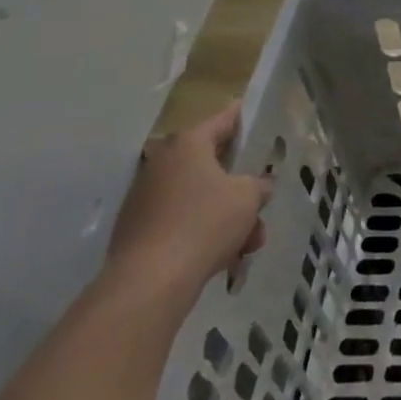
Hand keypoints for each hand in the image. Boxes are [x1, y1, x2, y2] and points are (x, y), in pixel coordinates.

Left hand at [106, 102, 271, 300]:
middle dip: (241, 187)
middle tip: (262, 204)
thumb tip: (258, 186)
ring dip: (228, 216)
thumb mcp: (248, 197)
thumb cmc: (204, 223)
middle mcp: (162, 163)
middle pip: (213, 165)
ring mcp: (146, 198)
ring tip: (249, 244)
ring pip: (200, 199)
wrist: (148, 282)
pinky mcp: (138, 230)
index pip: (223, 119)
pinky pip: (182, 222)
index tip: (260, 117)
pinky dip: (204, 234)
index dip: (245, 118)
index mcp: (188, 144)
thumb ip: (259, 185)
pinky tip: (225, 258)